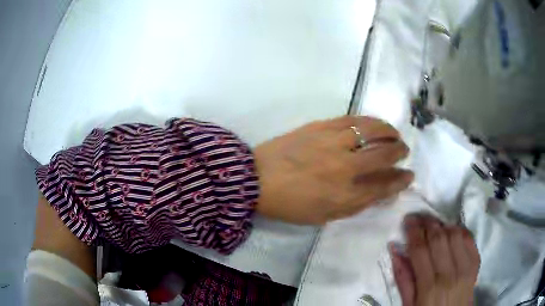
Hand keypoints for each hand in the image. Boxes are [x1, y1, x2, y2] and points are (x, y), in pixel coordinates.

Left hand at [253, 115, 412, 223]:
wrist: (257, 178)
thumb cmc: (290, 204)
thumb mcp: (325, 215)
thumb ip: (355, 204)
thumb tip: (380, 191)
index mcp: (345, 195)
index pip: (384, 185)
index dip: (401, 180)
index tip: (409, 175)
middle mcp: (345, 167)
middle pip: (384, 155)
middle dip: (400, 152)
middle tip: (404, 151)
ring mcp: (333, 142)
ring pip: (372, 131)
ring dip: (389, 132)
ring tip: (394, 134)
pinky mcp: (321, 126)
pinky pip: (353, 119)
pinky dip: (369, 121)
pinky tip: (375, 123)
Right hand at [390, 214, 480, 305]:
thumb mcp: (409, 304)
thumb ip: (403, 278)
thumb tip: (395, 250)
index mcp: (429, 286)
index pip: (420, 249)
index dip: (413, 231)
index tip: (408, 220)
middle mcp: (449, 273)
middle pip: (438, 238)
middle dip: (427, 222)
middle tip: (419, 217)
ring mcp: (465, 266)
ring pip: (454, 234)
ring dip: (443, 225)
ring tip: (434, 225)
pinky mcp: (476, 263)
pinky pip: (469, 238)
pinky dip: (459, 229)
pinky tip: (451, 231)